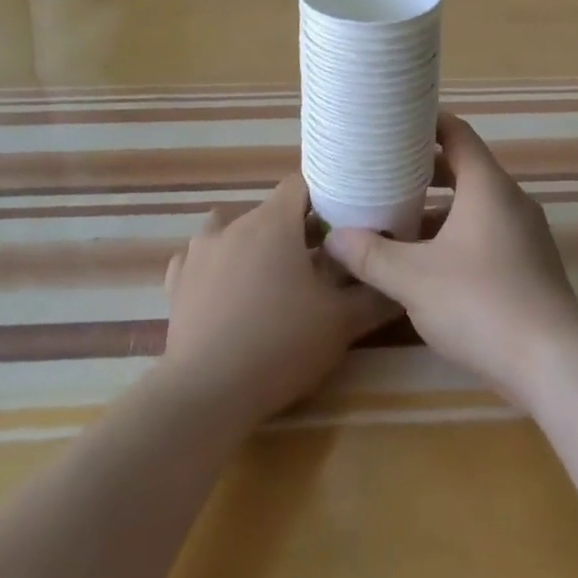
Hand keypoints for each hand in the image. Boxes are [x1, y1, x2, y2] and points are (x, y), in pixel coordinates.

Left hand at [160, 174, 396, 428]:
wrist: (207, 393)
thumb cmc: (280, 346)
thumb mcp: (341, 324)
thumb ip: (374, 296)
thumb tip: (400, 282)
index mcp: (274, 222)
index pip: (301, 184)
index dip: (323, 198)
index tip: (340, 223)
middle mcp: (235, 224)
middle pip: (270, 211)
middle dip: (294, 229)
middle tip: (316, 263)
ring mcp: (200, 251)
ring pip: (232, 229)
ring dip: (251, 243)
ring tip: (268, 277)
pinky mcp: (177, 281)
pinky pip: (200, 258)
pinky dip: (215, 266)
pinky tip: (225, 290)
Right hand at [323, 113, 577, 408]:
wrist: (555, 364)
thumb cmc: (481, 303)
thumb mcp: (414, 279)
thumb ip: (371, 256)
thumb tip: (333, 238)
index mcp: (487, 186)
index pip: (457, 134)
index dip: (426, 122)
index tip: (394, 121)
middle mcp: (510, 201)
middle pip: (464, 169)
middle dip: (423, 171)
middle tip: (383, 173)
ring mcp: (525, 235)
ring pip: (474, 206)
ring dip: (438, 209)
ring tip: (396, 219)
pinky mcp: (529, 267)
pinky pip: (486, 234)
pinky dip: (456, 236)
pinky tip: (428, 265)